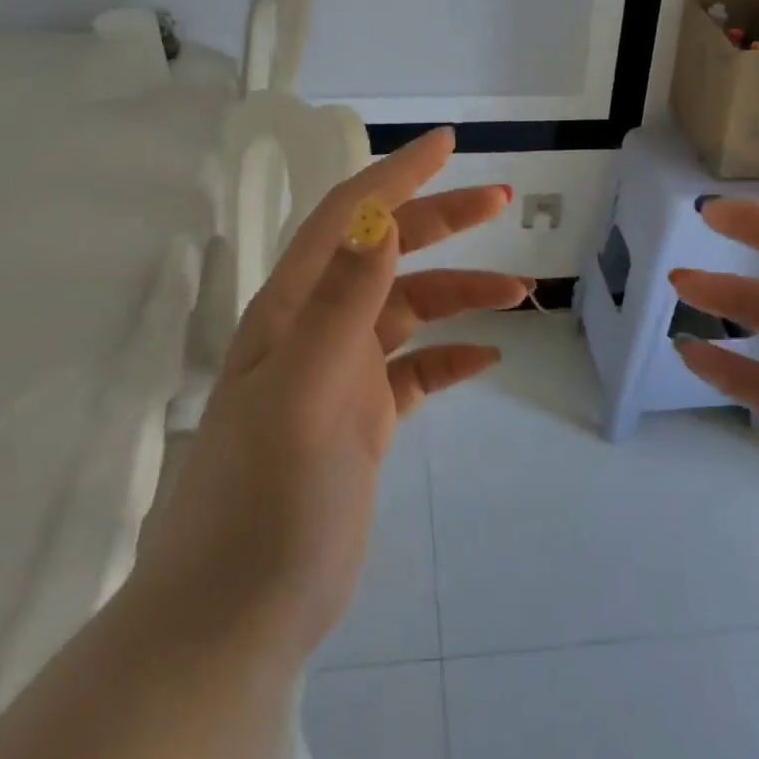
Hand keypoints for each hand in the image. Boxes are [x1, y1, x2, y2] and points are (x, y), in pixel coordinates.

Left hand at [135, 128, 523, 657]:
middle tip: (501, 202)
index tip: (447, 145)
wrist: (238, 613)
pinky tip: (486, 359)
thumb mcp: (306, 390)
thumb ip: (343, 302)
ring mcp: (341, 376)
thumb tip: (378, 218)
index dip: (395, 175)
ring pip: (409, 311)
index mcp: (293, 308)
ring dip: (461, 294)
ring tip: (520, 295)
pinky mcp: (362, 421)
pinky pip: (416, 371)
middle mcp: (316, 329)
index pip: (347, 217)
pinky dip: (451, 357)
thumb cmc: (265, 496)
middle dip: (441, 221)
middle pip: (385, 252)